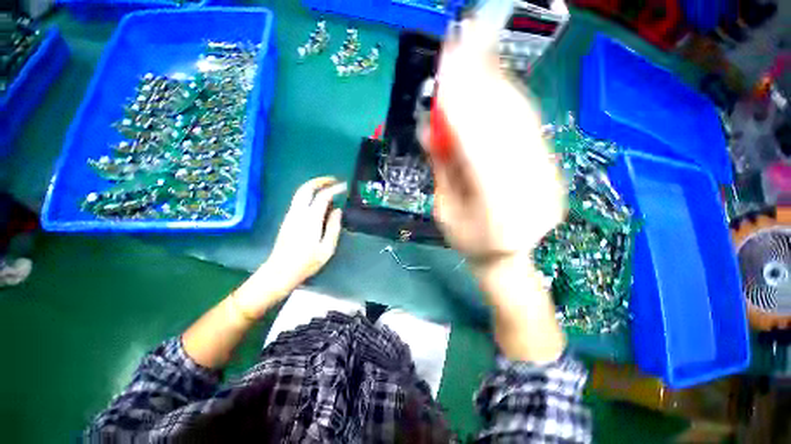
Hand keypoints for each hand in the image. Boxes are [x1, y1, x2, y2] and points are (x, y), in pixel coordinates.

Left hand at [236, 177, 345, 318]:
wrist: (280, 271)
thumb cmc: (306, 263)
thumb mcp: (327, 248)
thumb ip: (333, 227)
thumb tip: (338, 210)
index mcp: (310, 219)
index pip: (323, 196)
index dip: (335, 188)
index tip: (345, 186)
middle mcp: (298, 213)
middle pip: (306, 188)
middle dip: (320, 181)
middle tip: (334, 180)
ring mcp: (290, 215)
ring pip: (300, 192)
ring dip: (314, 186)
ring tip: (328, 187)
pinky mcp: (287, 219)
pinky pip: (299, 200)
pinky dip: (309, 194)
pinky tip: (318, 200)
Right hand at [423, 21, 565, 264]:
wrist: (507, 257)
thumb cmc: (468, 242)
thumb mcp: (444, 212)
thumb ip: (442, 170)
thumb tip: (432, 126)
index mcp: (496, 213)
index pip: (477, 149)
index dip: (461, 106)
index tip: (444, 69)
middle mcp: (529, 191)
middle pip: (504, 125)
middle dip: (479, 80)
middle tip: (459, 41)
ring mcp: (547, 176)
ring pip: (521, 118)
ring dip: (496, 78)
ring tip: (476, 45)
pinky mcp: (551, 165)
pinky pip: (530, 124)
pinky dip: (510, 94)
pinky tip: (494, 74)